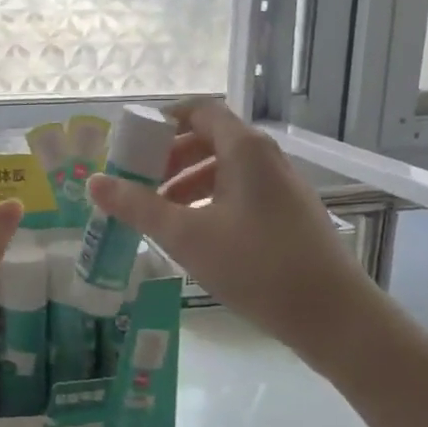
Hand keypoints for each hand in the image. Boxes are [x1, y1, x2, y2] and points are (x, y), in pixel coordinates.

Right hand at [86, 100, 379, 357]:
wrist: (333, 316)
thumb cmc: (256, 265)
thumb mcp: (186, 235)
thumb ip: (138, 206)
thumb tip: (94, 182)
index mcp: (244, 149)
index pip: (199, 110)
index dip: (163, 120)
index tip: (132, 144)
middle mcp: (265, 157)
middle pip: (209, 138)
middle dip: (169, 156)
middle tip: (139, 181)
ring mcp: (281, 185)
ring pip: (224, 168)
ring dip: (187, 181)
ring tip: (159, 212)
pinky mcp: (288, 213)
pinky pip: (240, 190)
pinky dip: (210, 199)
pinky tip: (194, 233)